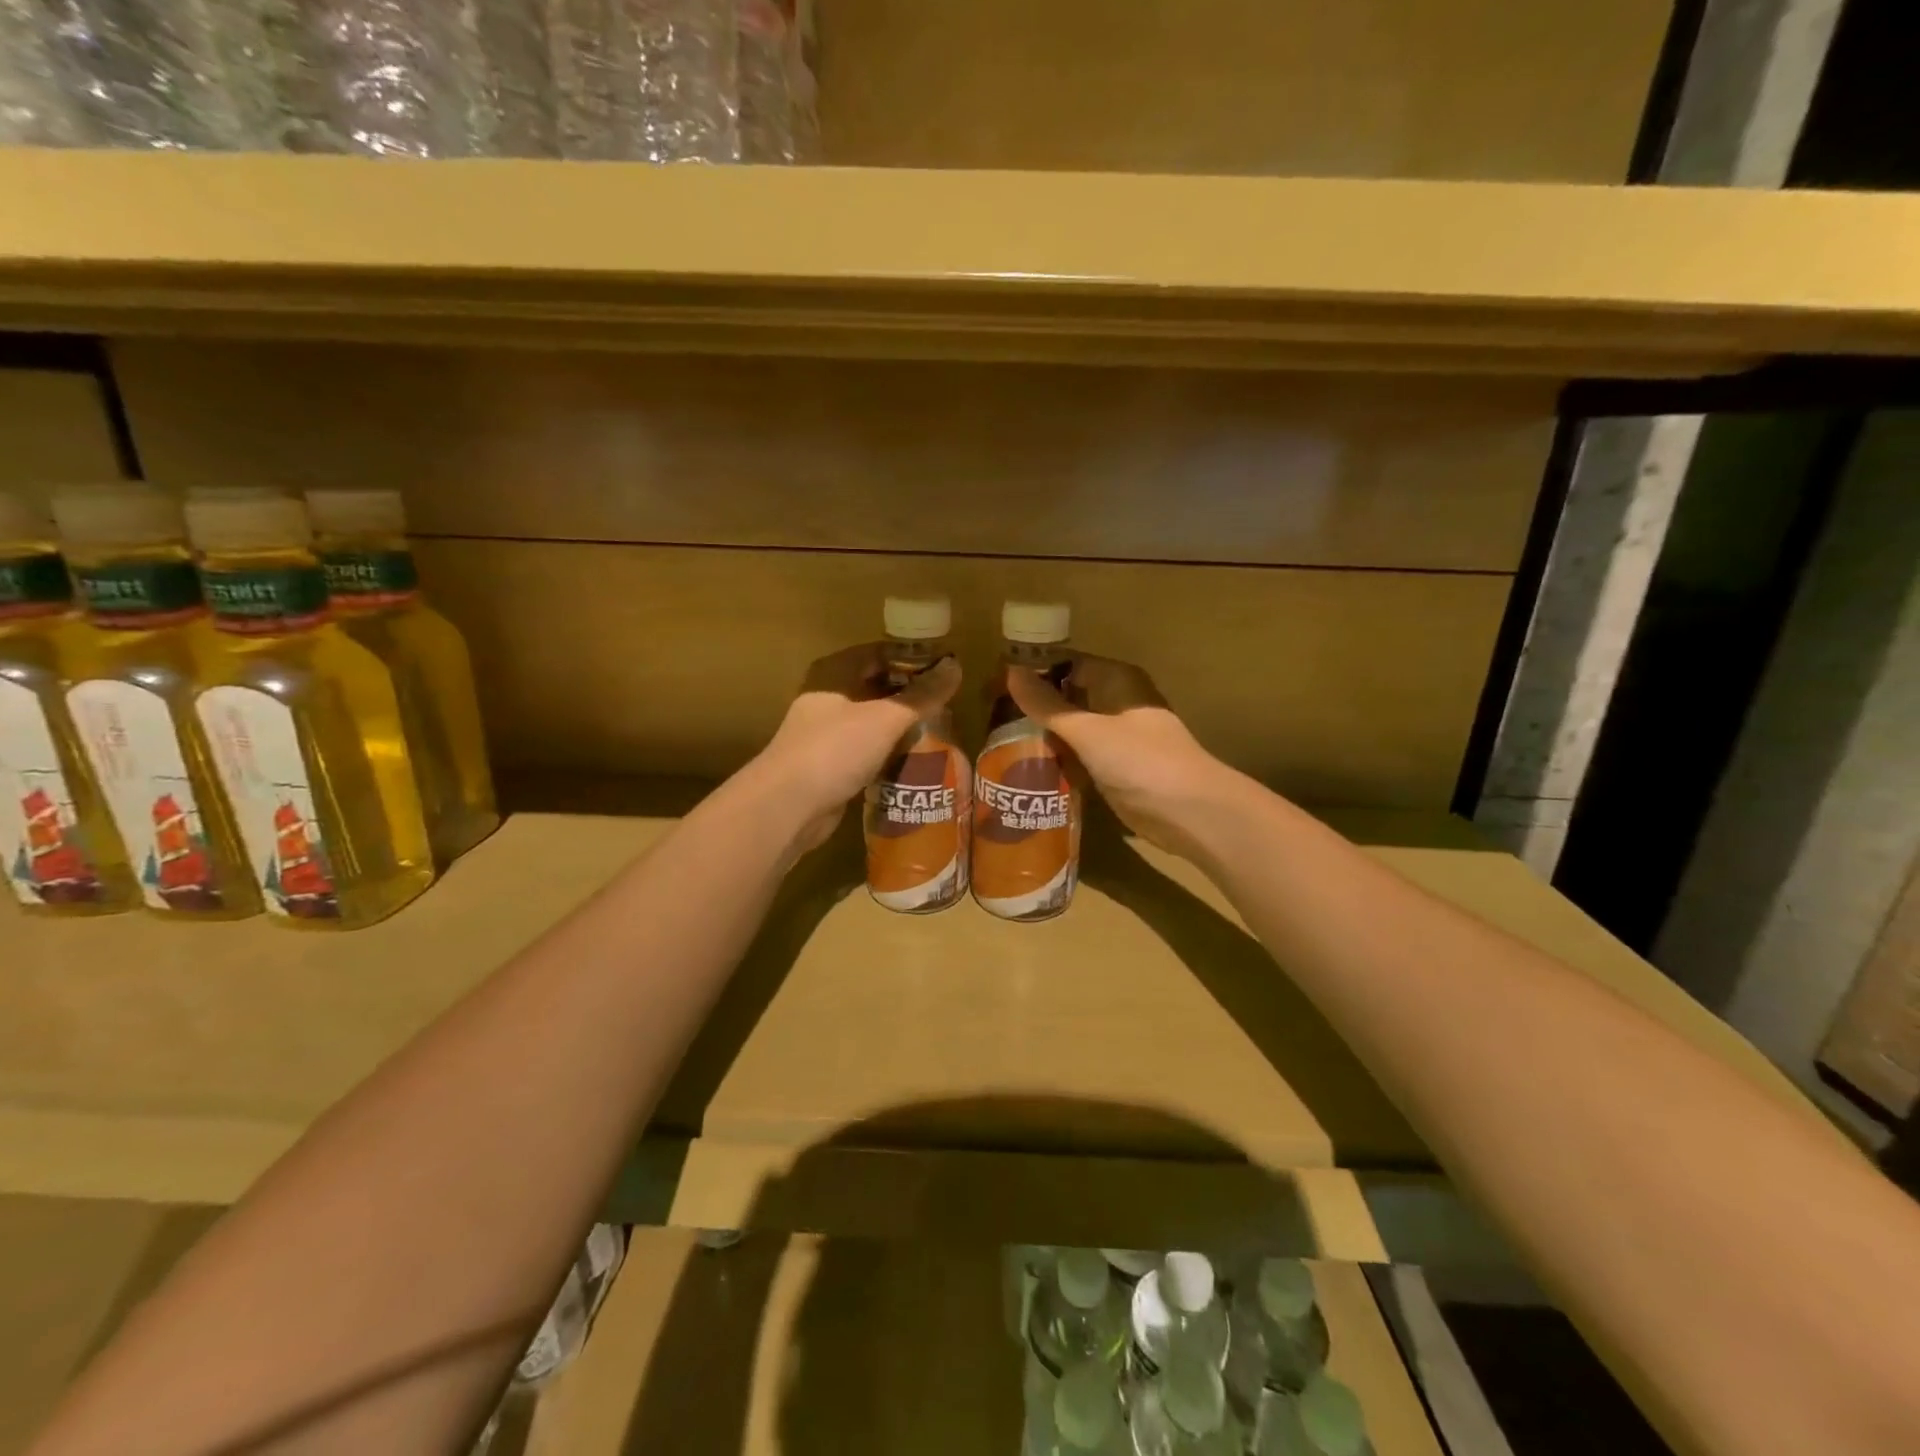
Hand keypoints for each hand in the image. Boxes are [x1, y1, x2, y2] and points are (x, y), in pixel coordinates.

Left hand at [750, 644, 961, 854]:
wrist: (789, 806)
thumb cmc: (835, 749)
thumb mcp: (885, 718)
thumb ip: (921, 695)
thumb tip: (955, 667)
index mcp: (834, 673)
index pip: (880, 653)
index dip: (914, 658)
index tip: (948, 669)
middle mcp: (827, 696)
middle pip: (877, 685)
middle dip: (911, 693)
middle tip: (949, 701)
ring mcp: (827, 731)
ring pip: (872, 719)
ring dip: (902, 723)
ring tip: (941, 728)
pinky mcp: (831, 763)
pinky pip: (867, 748)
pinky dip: (889, 749)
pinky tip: (916, 757)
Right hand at [1007, 655, 1241, 861]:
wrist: (1189, 812)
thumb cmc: (1141, 760)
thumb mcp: (1088, 730)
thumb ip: (1047, 705)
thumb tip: (1010, 673)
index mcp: (1116, 680)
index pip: (1065, 663)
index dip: (1031, 671)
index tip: (993, 685)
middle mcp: (1117, 701)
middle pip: (1067, 694)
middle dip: (1033, 704)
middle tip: (989, 716)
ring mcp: (1117, 736)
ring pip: (1072, 727)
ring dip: (1044, 733)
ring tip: (999, 741)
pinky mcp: (1115, 767)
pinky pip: (1079, 754)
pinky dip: (1058, 757)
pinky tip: (1028, 767)